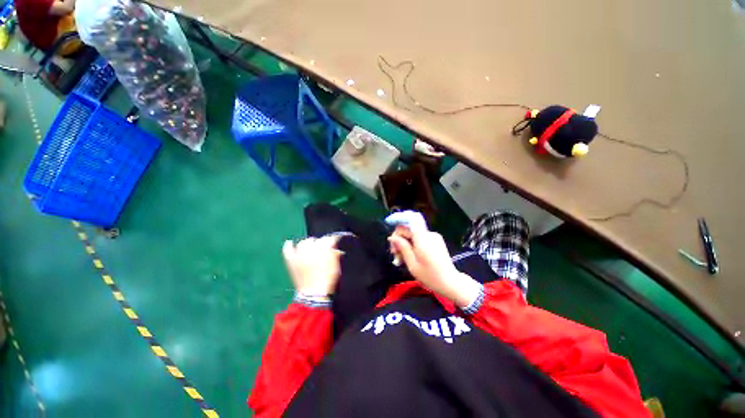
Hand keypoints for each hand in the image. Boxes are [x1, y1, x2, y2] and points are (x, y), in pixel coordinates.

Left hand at [282, 236, 342, 296]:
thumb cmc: (328, 280)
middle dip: (320, 243)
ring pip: (303, 243)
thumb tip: (336, 249)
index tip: (335, 242)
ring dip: (308, 244)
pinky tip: (290, 243)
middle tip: (324, 249)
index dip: (333, 240)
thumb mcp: (336, 266)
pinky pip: (288, 250)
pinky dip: (288, 245)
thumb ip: (335, 254)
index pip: (329, 239)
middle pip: (316, 240)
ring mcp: (300, 255)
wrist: (314, 294)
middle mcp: (311, 249)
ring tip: (311, 248)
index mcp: (324, 249)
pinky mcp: (291, 261)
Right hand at [389, 229, 480, 307]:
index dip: (399, 220)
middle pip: (409, 228)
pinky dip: (412, 244)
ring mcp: (433, 237)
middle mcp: (429, 234)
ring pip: (413, 234)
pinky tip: (409, 256)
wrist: (450, 282)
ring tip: (400, 258)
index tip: (391, 229)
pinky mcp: (436, 241)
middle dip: (399, 238)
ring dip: (405, 243)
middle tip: (394, 253)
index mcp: (423, 238)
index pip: (410, 219)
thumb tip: (392, 237)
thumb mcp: (412, 264)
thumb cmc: (430, 276)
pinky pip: (420, 238)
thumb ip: (402, 247)